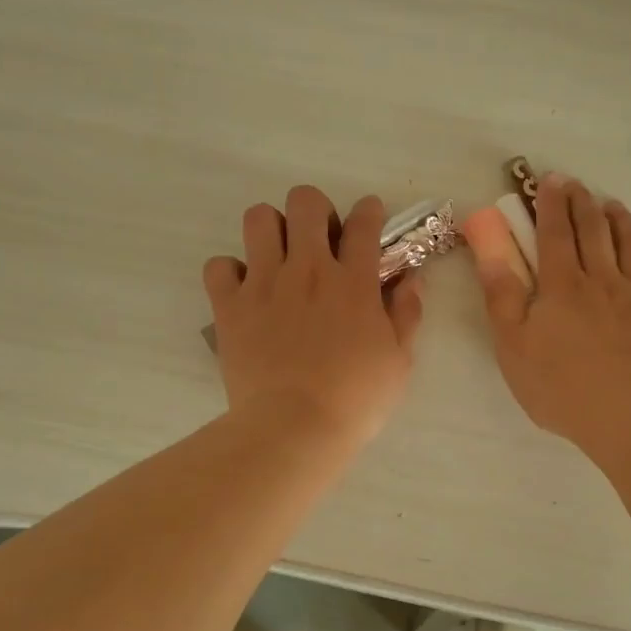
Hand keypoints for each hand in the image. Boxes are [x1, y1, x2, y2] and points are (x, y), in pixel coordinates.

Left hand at [204, 185, 424, 449]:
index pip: (364, 222)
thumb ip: (407, 314)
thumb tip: (411, 279)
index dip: (369, 211)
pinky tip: (244, 290)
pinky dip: (230, 272)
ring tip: (278, 256)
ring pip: (258, 219)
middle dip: (315, 210)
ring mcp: (264, 284)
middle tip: (319, 239)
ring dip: (271, 229)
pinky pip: (219, 266)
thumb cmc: (355, 400)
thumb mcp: (398, 361)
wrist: (294, 428)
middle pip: (305, 202)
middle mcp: (307, 269)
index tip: (369, 218)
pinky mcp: (230, 306)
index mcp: (353, 281)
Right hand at [468, 174, 630, 455]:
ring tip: (613, 206)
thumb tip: (486, 243)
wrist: (629, 414)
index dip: (552, 204)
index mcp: (563, 285)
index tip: (550, 180)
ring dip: (621, 220)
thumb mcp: (512, 342)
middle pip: (595, 230)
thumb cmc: (560, 384)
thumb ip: (500, 290)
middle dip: (584, 202)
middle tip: (578, 186)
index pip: (556, 232)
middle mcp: (603, 280)